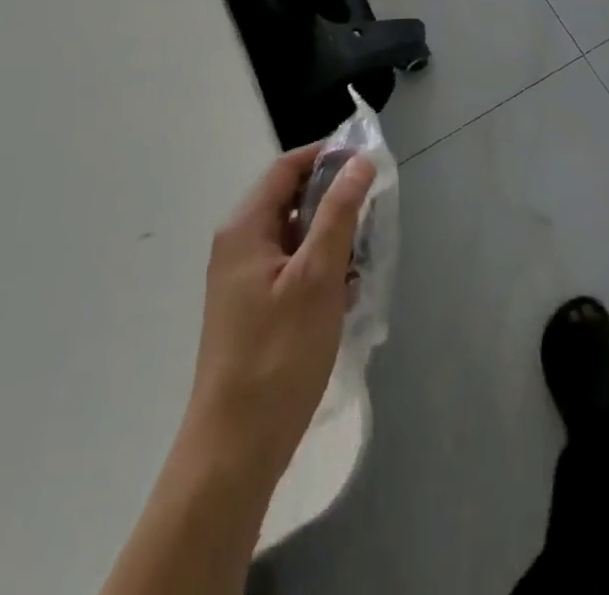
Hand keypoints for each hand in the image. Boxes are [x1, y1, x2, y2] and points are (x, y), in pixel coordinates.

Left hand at [102, 147, 375, 594]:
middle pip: (291, 201)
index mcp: (245, 229)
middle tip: (374, 213)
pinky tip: (346, 295)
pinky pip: (293, 269)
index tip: (368, 162)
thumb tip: (359, 161)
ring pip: (296, 237)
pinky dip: (321, 270)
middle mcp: (239, 246)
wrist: (234, 451)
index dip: (327, 156)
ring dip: (331, 240)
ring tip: (364, 259)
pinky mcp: (254, 310)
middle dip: (335, 202)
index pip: (287, 168)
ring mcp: (244, 281)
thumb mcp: (317, 276)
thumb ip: (339, 213)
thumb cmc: (278, 355)